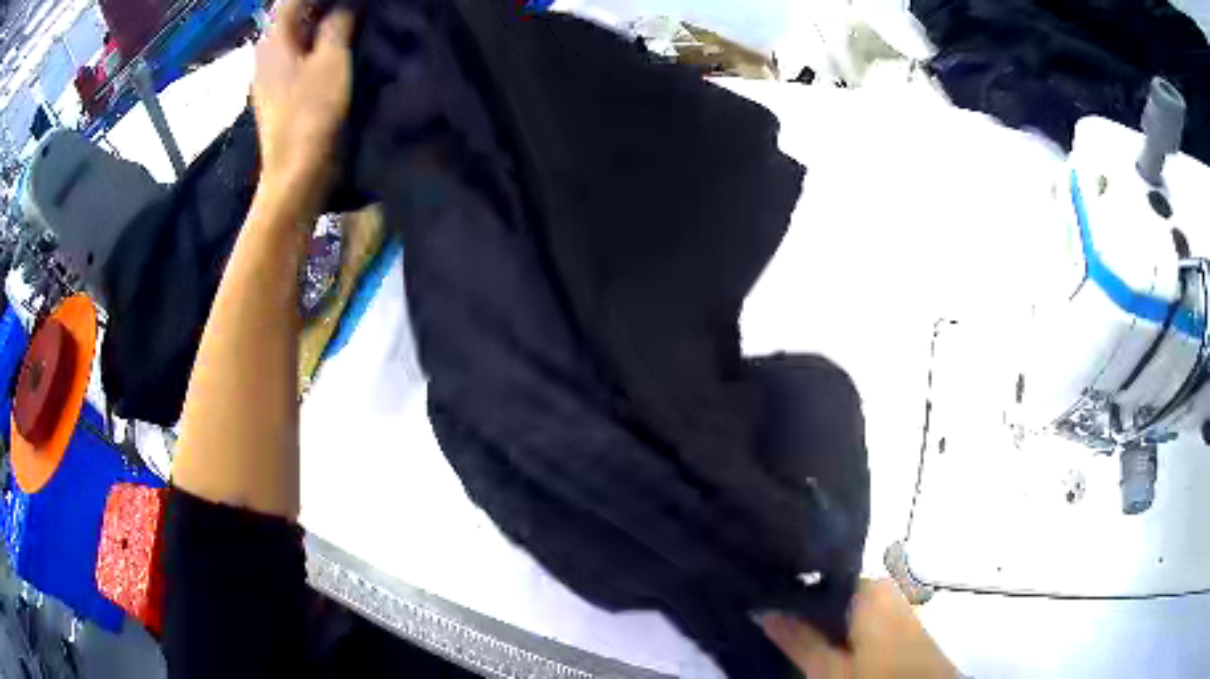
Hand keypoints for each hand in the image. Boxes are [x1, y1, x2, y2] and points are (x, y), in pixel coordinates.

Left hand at [253, 0, 354, 200]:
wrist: (294, 174)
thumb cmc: (312, 113)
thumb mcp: (332, 61)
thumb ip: (338, 24)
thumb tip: (346, 3)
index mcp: (273, 41)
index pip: (291, 0)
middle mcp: (265, 54)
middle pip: (290, 15)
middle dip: (318, 4)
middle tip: (352, 5)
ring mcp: (268, 75)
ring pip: (293, 35)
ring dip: (318, 22)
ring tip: (349, 17)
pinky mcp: (277, 93)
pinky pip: (294, 54)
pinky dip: (313, 42)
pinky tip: (333, 45)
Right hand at [763, 580, 958, 677]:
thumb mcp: (829, 671)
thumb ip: (799, 640)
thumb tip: (763, 609)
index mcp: (871, 590)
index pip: (821, 579)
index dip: (792, 594)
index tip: (765, 605)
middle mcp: (888, 590)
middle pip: (837, 594)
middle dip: (809, 611)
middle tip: (774, 627)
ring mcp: (900, 608)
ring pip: (852, 609)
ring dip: (826, 624)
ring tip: (797, 638)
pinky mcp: (906, 627)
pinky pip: (869, 620)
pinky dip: (847, 632)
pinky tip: (832, 649)